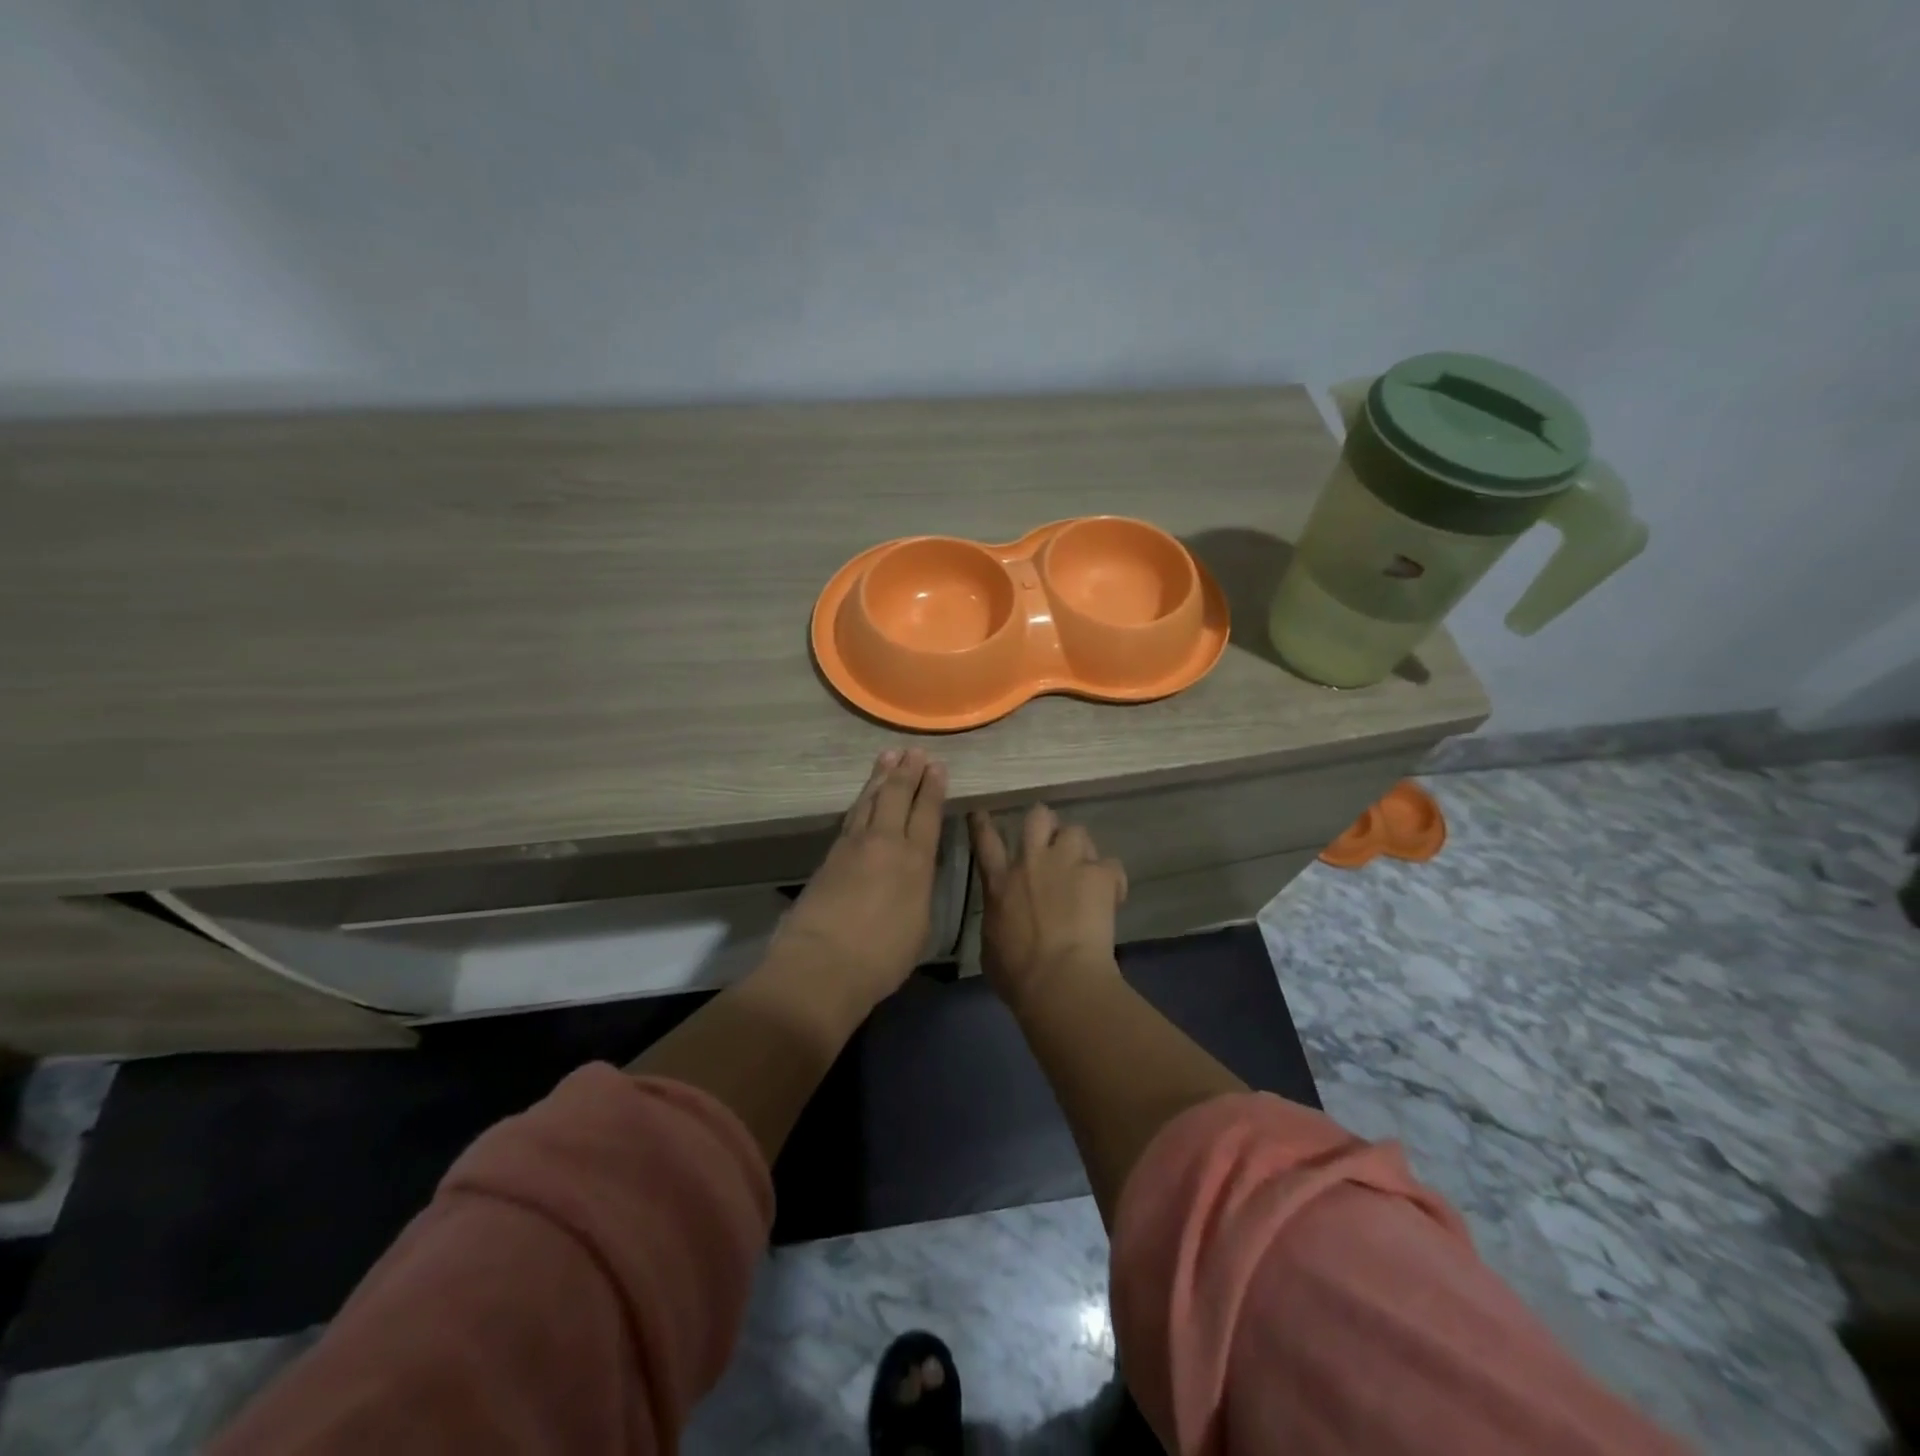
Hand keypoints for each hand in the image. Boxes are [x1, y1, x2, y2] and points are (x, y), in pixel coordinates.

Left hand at [769, 748, 946, 1012]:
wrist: (821, 965)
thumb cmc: (881, 958)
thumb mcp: (919, 927)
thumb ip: (919, 892)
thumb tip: (914, 875)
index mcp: (916, 862)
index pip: (927, 814)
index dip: (933, 789)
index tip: (937, 767)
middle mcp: (886, 844)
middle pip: (897, 797)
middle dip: (908, 772)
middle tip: (914, 751)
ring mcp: (854, 846)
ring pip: (870, 800)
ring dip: (881, 777)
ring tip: (889, 757)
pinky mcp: (830, 855)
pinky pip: (852, 816)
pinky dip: (862, 799)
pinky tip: (864, 796)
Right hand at [967, 805, 1127, 1013]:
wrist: (1060, 980)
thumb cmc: (1017, 974)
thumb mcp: (991, 945)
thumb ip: (997, 920)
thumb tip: (1004, 917)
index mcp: (1000, 883)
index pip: (985, 841)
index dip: (982, 823)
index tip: (982, 812)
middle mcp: (1032, 862)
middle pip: (1038, 817)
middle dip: (1045, 823)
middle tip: (1052, 839)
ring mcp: (1067, 863)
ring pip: (1076, 831)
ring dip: (1080, 847)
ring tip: (1086, 867)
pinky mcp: (1099, 874)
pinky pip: (1110, 864)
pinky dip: (1111, 879)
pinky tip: (1112, 895)